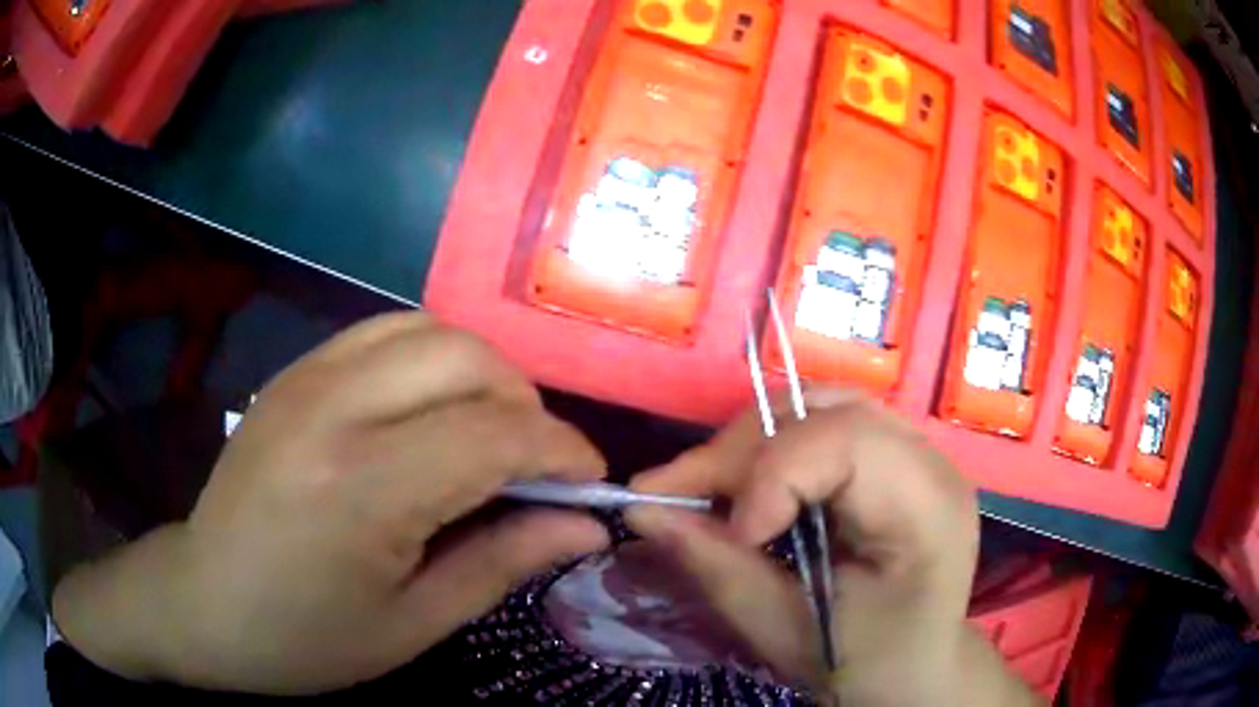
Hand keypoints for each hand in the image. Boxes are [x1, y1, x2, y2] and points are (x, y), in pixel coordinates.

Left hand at [52, 313, 610, 694]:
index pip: (496, 434)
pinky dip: (431, 360)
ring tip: (487, 434)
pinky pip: (384, 332)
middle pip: (468, 358)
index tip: (590, 484)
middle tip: (535, 466)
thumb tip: (585, 524)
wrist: (204, 600)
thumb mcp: (413, 624)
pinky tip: (428, 413)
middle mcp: (334, 407)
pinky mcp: (294, 371)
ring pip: (429, 330)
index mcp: (362, 486)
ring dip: (481, 374)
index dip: (562, 452)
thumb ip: (503, 563)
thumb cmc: (306, 637)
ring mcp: (307, 376)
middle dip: (527, 405)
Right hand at [626, 389, 1038, 705]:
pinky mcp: (894, 457)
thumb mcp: (787, 634)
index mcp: (928, 510)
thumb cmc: (864, 665)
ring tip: (707, 491)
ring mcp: (916, 451)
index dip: (771, 474)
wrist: (916, 669)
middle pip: (824, 412)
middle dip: (741, 451)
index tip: (728, 533)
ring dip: (750, 445)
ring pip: (818, 407)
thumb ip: (720, 569)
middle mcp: (930, 462)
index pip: (847, 443)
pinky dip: (771, 449)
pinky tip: (748, 489)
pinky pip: (822, 425)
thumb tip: (644, 511)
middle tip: (677, 495)